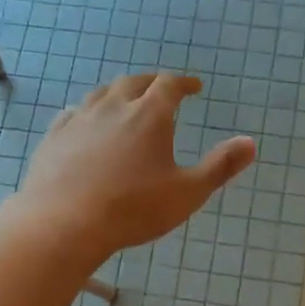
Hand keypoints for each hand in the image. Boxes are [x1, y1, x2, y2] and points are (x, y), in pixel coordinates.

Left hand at [15, 73, 255, 256]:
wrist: (64, 223)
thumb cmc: (133, 208)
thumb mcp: (188, 192)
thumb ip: (220, 166)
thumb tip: (251, 143)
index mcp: (149, 114)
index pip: (170, 84)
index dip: (184, 83)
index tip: (194, 87)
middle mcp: (113, 106)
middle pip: (135, 81)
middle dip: (152, 83)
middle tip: (162, 91)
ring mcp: (79, 119)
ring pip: (102, 93)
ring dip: (119, 93)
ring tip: (126, 103)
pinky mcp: (54, 136)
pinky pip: (73, 113)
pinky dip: (87, 112)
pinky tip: (85, 122)